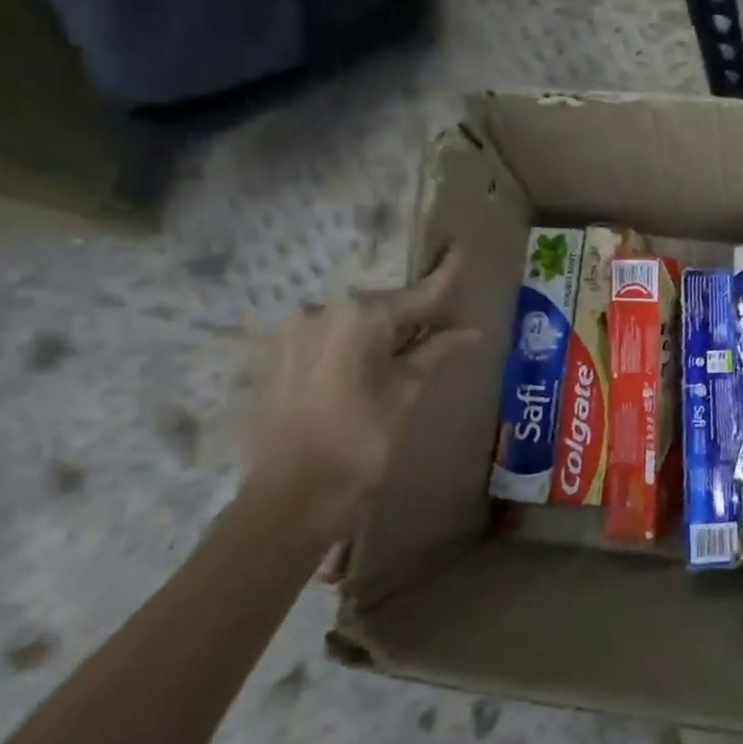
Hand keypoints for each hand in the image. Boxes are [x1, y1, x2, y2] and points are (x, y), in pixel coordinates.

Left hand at [244, 246, 478, 543]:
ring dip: (379, 330)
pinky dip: (349, 342)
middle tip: (442, 327)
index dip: (445, 274)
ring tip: (403, 351)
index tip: (460, 246)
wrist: (290, 497)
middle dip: (412, 313)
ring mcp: (290, 330)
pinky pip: (324, 335)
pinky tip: (362, 364)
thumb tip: (470, 332)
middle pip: (382, 305)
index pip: (417, 293)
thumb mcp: (405, 393)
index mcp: (359, 316)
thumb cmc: (360, 443)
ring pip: (352, 320)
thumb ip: (435, 352)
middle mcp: (320, 311)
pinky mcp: (271, 353)